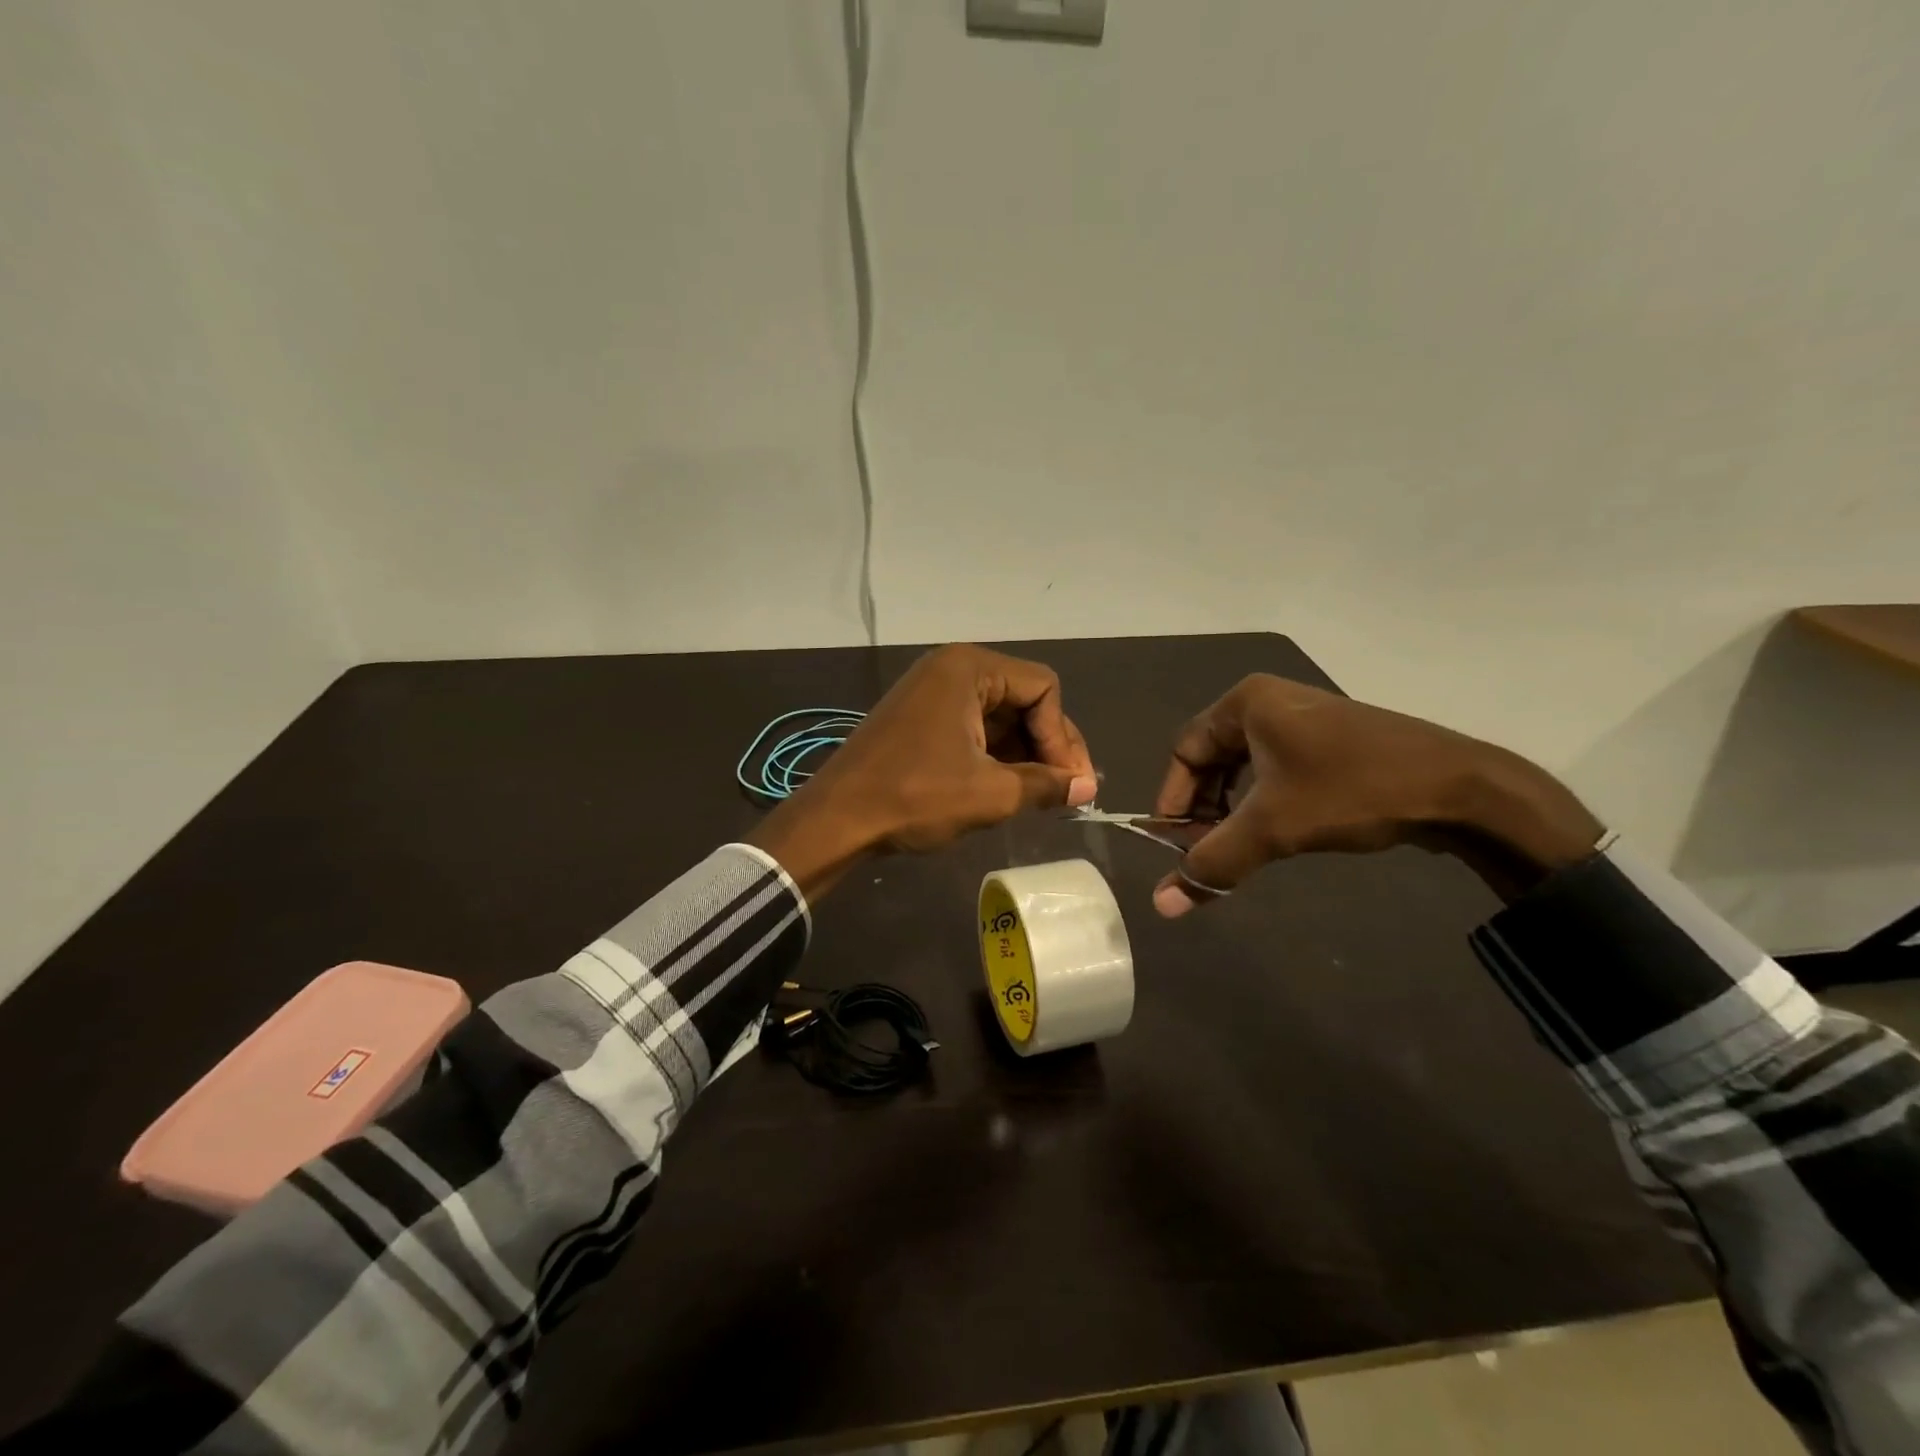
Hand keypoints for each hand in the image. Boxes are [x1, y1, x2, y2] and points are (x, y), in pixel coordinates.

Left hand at [749, 645, 1097, 896]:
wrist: (837, 819)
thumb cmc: (915, 796)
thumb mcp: (990, 793)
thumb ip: (1046, 785)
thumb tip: (1088, 788)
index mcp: (970, 668)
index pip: (1043, 689)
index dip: (1063, 737)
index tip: (1071, 784)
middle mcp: (952, 668)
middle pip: (1023, 698)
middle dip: (1046, 746)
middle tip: (1064, 793)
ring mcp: (932, 692)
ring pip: (1000, 716)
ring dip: (1023, 754)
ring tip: (1037, 797)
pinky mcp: (920, 717)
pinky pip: (973, 727)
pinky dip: (994, 755)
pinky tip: (1005, 788)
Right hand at [1151, 675, 1603, 915]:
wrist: (1462, 787)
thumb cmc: (1353, 791)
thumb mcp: (1273, 828)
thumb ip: (1212, 863)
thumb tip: (1161, 907)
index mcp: (1246, 702)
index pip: (1184, 751)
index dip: (1172, 800)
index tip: (1172, 845)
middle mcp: (1269, 702)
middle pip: (1211, 759)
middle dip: (1204, 808)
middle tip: (1204, 851)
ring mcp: (1303, 719)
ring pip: (1244, 767)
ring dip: (1233, 809)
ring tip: (1238, 846)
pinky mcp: (1330, 741)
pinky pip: (1275, 769)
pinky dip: (1263, 802)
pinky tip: (1275, 831)